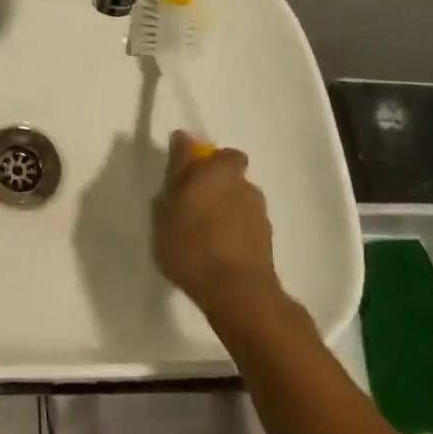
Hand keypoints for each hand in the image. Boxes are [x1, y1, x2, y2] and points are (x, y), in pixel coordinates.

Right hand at [152, 130, 282, 318]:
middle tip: (190, 203)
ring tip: (204, 231)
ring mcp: (258, 210)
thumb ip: (175, 174)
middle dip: (213, 182)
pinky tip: (218, 248)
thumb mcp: (165, 210)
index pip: (210, 149)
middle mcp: (242, 183)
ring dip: (225, 206)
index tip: (181, 172)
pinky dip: (233, 228)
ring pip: (239, 197)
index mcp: (217, 170)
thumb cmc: (191, 244)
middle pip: (228, 172)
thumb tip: (183, 142)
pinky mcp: (267, 237)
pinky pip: (245, 222)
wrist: (236, 291)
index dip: (196, 157)